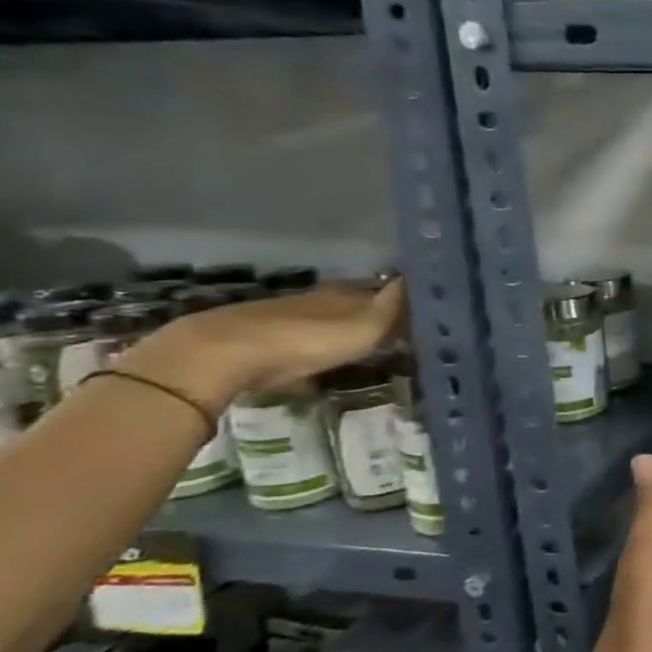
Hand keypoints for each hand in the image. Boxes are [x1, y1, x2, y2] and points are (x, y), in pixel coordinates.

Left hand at [123, 281, 406, 409]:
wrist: (226, 354)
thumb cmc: (307, 340)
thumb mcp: (365, 327)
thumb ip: (394, 308)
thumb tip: (424, 281)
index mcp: (348, 295)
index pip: (385, 293)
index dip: (405, 302)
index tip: (425, 314)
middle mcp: (321, 302)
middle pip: (356, 308)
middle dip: (376, 319)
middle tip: (401, 337)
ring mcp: (289, 321)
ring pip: (329, 326)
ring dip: (346, 337)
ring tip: (367, 355)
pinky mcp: (265, 344)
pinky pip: (303, 347)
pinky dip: (317, 355)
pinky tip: (322, 371)